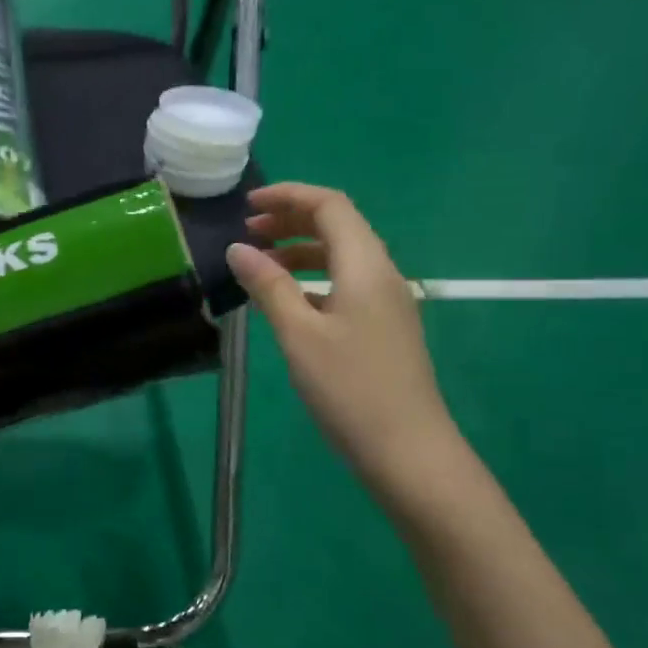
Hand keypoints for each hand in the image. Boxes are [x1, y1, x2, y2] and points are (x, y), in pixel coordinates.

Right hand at [227, 183, 458, 496]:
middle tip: (248, 232)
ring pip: (342, 256)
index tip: (247, 206)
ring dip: (300, 250)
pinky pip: (347, 283)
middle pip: (338, 225)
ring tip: (260, 265)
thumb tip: (238, 249)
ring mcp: (387, 302)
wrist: (409, 451)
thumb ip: (268, 286)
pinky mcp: (385, 327)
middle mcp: (382, 273)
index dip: (288, 196)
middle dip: (291, 220)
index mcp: (365, 265)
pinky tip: (289, 302)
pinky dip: (313, 278)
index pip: (330, 205)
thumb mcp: (299, 334)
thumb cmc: (349, 388)